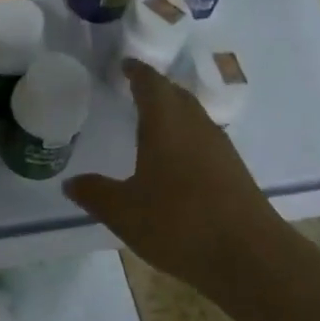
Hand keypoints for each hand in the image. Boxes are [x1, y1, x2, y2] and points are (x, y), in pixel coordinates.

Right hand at [65, 60, 284, 283]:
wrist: (248, 255)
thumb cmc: (179, 223)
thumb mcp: (125, 212)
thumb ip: (95, 194)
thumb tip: (71, 183)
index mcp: (166, 123)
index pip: (150, 83)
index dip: (136, 71)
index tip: (124, 64)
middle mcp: (195, 125)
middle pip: (175, 94)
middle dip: (155, 88)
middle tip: (133, 89)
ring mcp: (219, 147)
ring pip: (193, 116)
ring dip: (173, 111)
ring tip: (151, 122)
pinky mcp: (233, 170)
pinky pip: (203, 138)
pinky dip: (186, 136)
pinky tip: (176, 159)